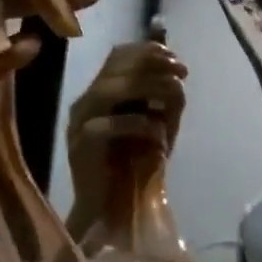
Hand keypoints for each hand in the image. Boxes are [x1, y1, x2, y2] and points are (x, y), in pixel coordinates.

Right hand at [66, 41, 187, 223]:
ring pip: (111, 88)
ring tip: (175, 95)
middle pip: (117, 66)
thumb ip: (163, 95)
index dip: (150, 51)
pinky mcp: (80, 146)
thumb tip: (175, 68)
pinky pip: (108, 125)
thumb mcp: (158, 122)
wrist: (118, 209)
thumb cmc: (138, 164)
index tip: (178, 62)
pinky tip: (160, 134)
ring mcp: (80, 123)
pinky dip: (140, 125)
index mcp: (101, 91)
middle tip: (181, 75)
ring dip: (150, 87)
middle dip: (155, 65)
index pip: (119, 54)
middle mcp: (86, 101)